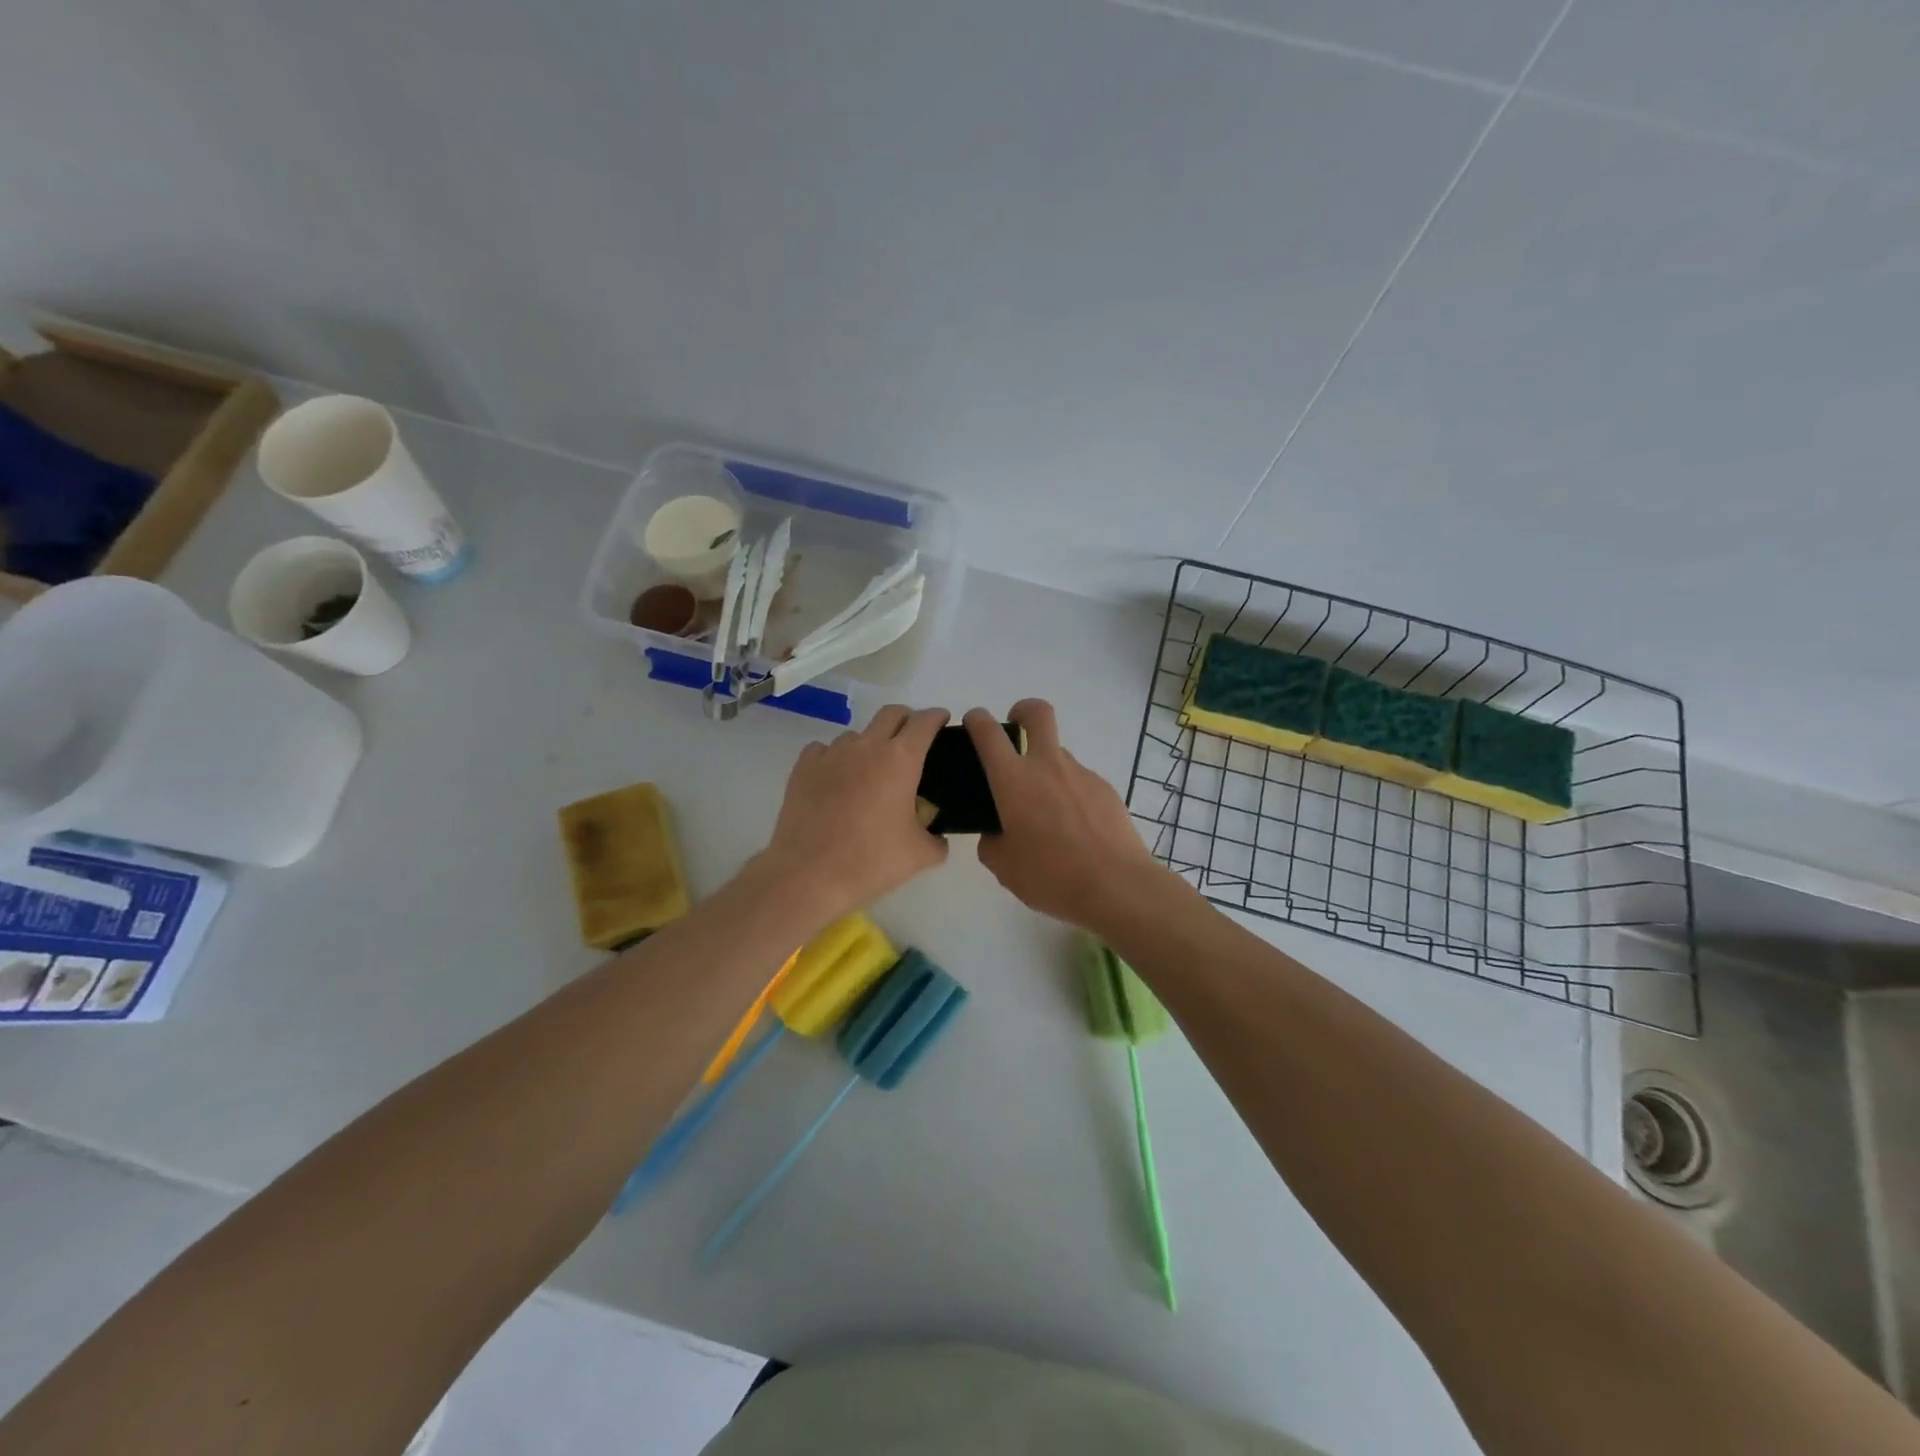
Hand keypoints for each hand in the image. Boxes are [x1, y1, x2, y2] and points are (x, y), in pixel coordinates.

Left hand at [762, 705, 950, 918]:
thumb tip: (938, 836)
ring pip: (857, 734)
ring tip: (872, 771)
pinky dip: (837, 758)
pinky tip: (838, 779)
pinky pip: (825, 749)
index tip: (942, 721)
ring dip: (870, 744)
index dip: (937, 717)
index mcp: (901, 760)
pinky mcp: (804, 767)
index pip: (925, 721)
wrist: (809, 874)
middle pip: (892, 713)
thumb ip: (937, 840)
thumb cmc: (871, 861)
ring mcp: (832, 753)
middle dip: (907, 720)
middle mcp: (867, 746)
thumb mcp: (920, 855)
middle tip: (913, 741)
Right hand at [965, 699, 1165, 928]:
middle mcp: (1047, 766)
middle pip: (1037, 713)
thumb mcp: (1004, 867)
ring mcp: (1081, 774)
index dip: (977, 719)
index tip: (974, 722)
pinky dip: (1070, 794)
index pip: (988, 732)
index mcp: (1013, 780)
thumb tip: (996, 833)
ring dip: (1047, 768)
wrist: (1117, 886)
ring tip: (1047, 813)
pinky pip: (1079, 782)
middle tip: (1015, 728)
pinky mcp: (1106, 789)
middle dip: (1022, 710)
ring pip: (1059, 754)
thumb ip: (992, 843)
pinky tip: (1074, 829)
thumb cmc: (1051, 876)